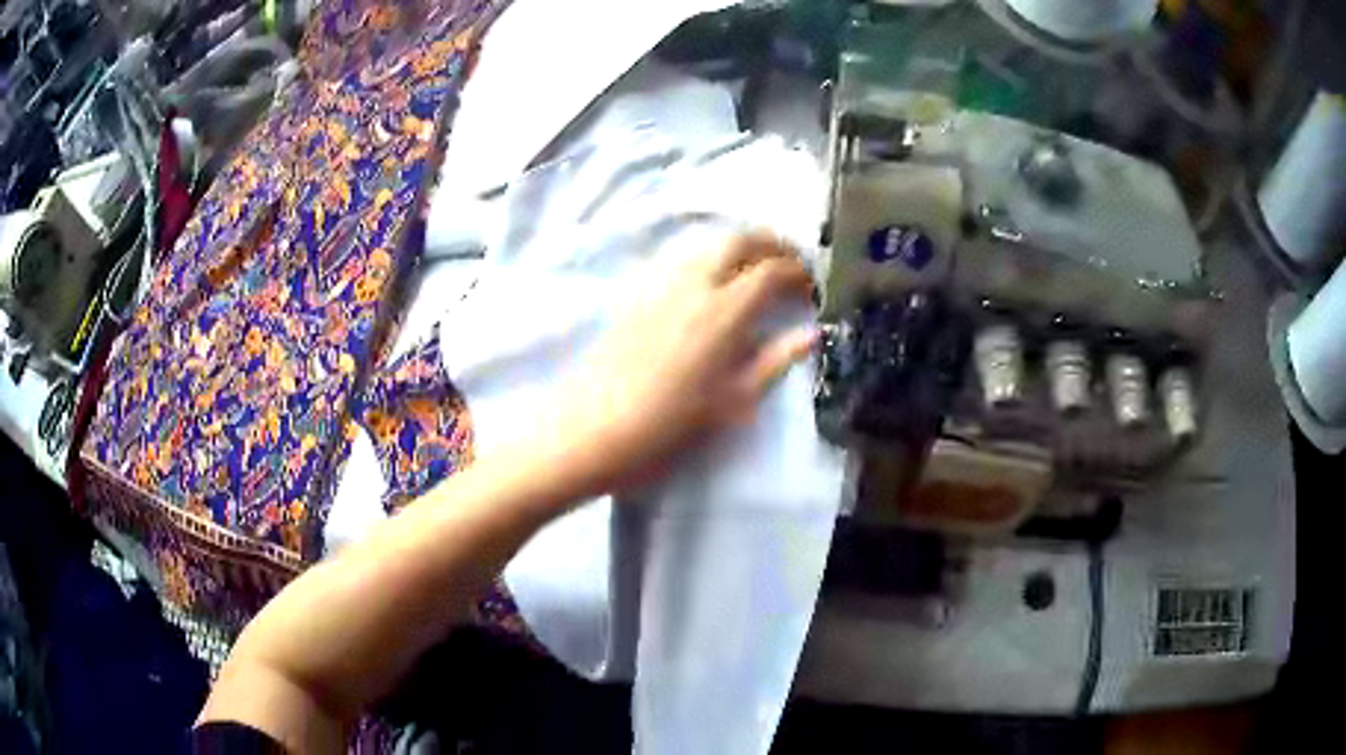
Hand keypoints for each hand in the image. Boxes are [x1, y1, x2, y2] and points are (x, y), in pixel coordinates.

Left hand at [540, 231, 818, 496]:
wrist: (590, 431)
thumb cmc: (668, 426)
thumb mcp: (733, 402)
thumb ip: (775, 361)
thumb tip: (811, 334)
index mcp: (725, 310)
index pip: (771, 270)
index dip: (798, 271)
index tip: (812, 286)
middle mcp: (694, 283)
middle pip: (739, 239)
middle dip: (771, 243)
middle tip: (789, 263)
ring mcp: (659, 284)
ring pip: (707, 243)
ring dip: (739, 245)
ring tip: (755, 269)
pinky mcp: (635, 293)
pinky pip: (679, 258)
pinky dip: (707, 256)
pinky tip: (710, 282)